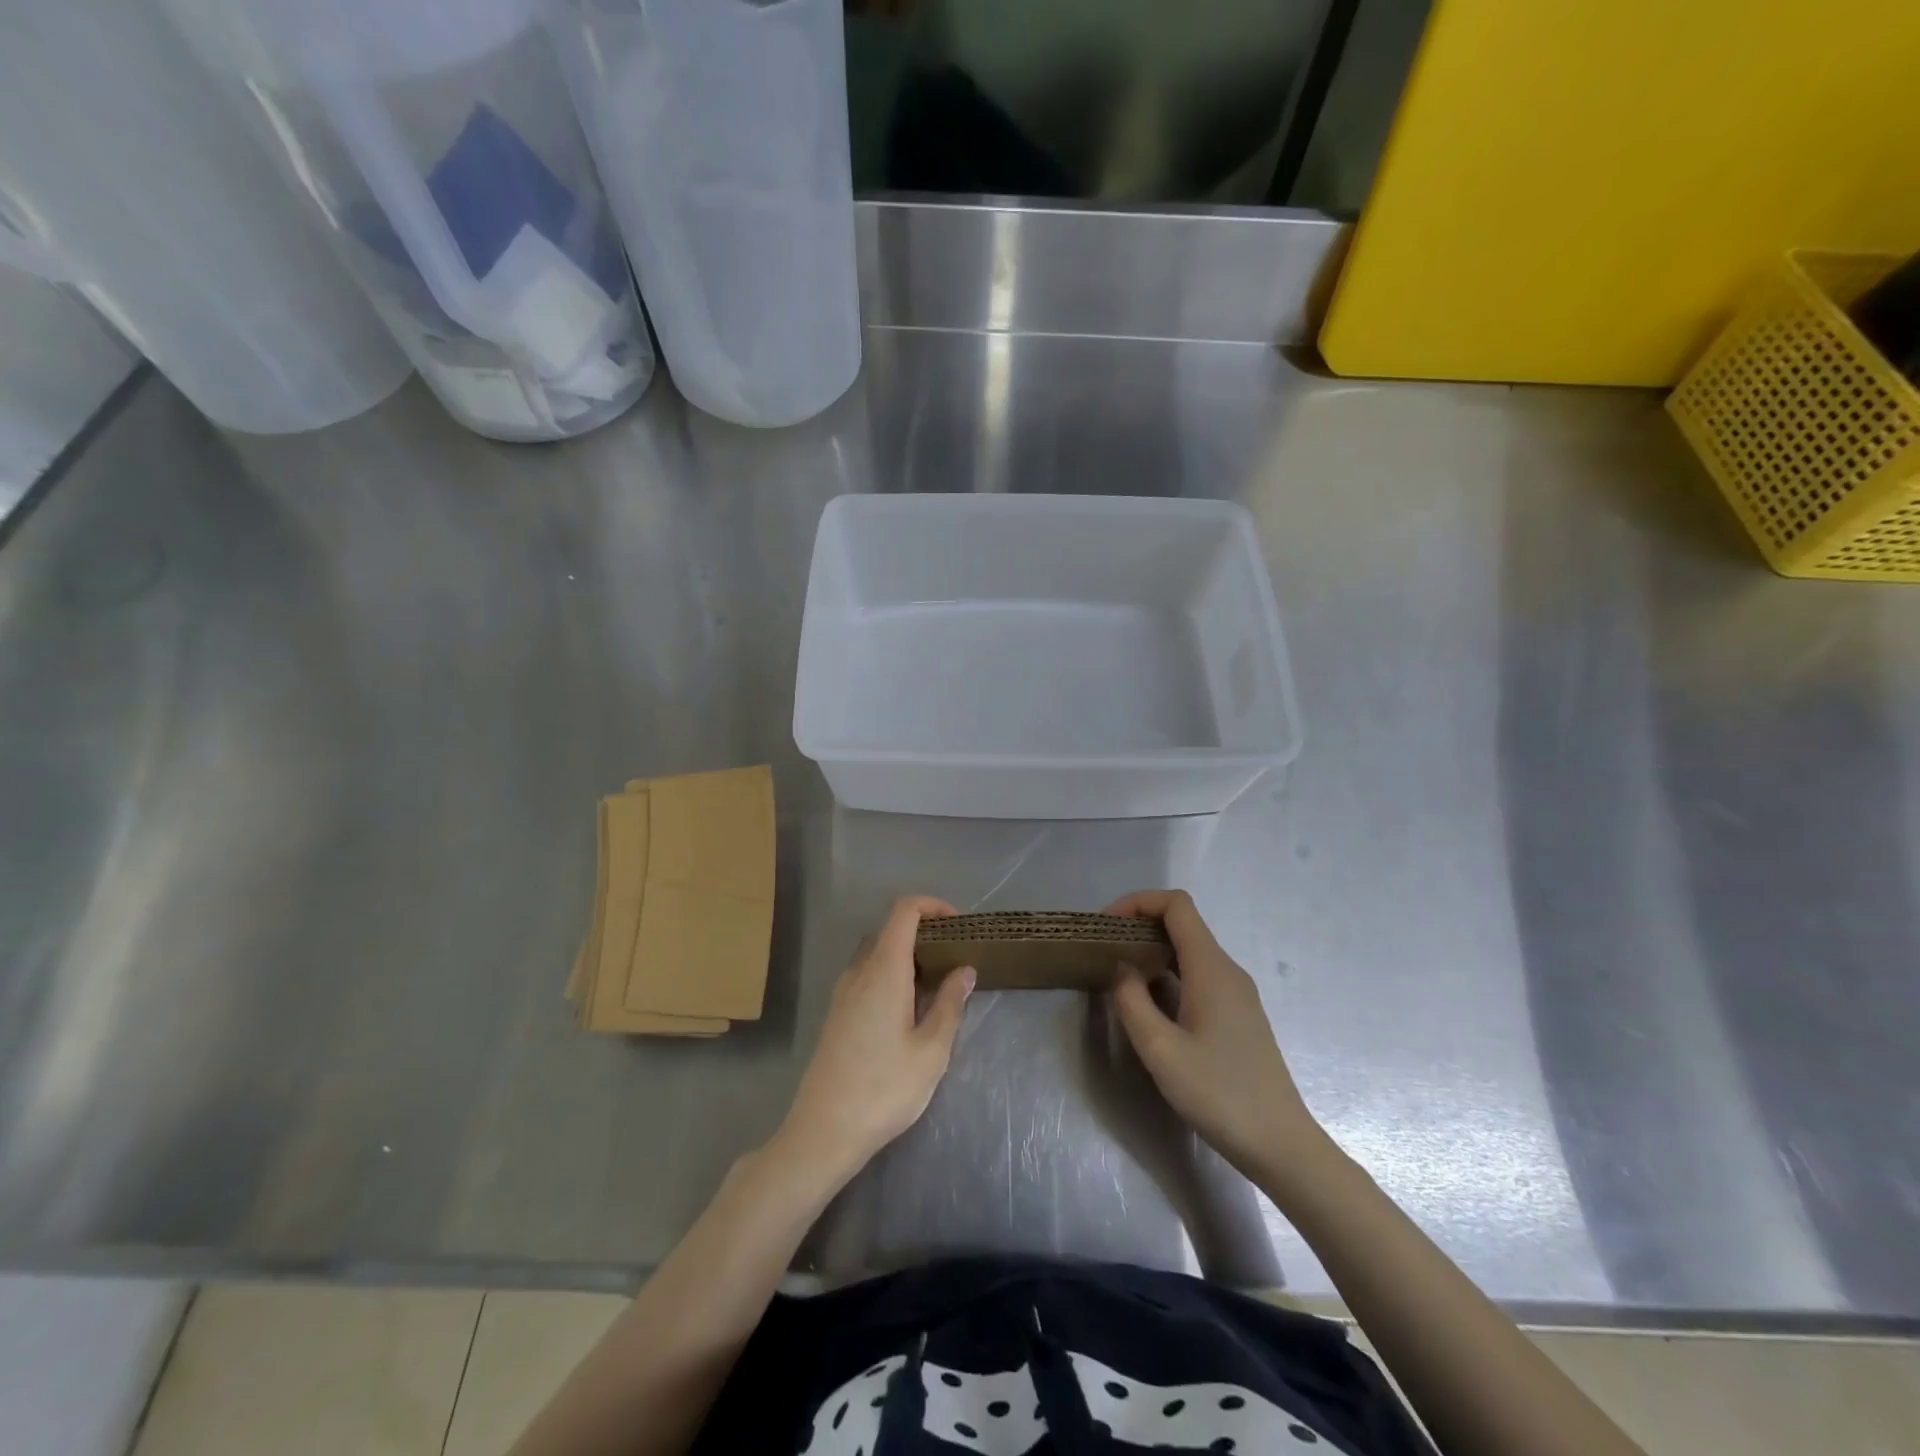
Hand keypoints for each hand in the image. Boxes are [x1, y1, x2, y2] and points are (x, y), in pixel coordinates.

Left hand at [772, 895, 974, 1190]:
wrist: (823, 1132)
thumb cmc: (884, 1090)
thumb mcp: (931, 1051)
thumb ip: (949, 1004)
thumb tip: (964, 969)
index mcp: (883, 970)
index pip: (904, 911)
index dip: (933, 906)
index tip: (961, 926)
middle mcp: (859, 972)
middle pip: (891, 929)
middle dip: (925, 932)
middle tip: (956, 956)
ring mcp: (843, 993)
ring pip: (878, 953)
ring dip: (908, 955)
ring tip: (939, 983)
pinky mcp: (837, 1014)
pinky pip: (867, 976)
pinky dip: (892, 974)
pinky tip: (910, 1009)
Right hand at [1106, 889, 1326, 1181]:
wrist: (1281, 1145)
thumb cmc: (1219, 1095)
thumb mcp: (1161, 1051)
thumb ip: (1132, 1002)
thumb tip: (1123, 969)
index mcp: (1211, 968)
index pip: (1176, 905)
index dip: (1138, 902)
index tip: (1105, 926)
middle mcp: (1227, 970)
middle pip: (1183, 923)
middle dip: (1140, 925)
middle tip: (1104, 950)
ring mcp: (1237, 993)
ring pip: (1190, 950)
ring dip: (1153, 951)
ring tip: (1119, 975)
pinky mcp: (1238, 1015)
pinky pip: (1198, 974)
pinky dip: (1168, 973)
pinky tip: (1150, 1004)